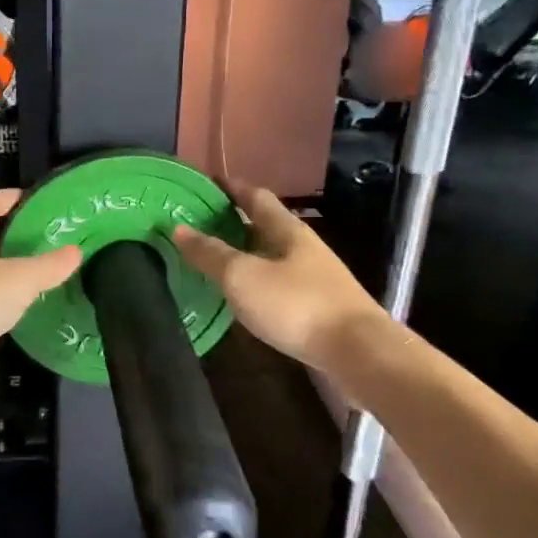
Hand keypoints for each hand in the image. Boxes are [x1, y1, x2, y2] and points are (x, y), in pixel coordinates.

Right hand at [173, 181, 389, 375]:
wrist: (358, 354)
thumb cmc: (297, 305)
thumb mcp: (243, 277)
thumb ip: (210, 254)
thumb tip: (178, 228)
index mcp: (287, 230)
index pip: (256, 197)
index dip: (231, 188)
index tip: (207, 183)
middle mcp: (303, 248)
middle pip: (264, 227)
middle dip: (234, 223)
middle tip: (198, 225)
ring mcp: (314, 279)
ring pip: (271, 258)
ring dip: (244, 256)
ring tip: (212, 262)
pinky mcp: (318, 309)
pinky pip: (278, 286)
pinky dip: (256, 285)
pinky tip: (241, 299)